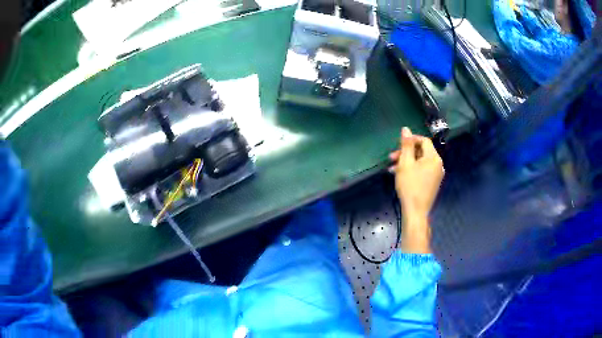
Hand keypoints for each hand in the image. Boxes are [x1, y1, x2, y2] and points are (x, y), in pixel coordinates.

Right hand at [389, 127, 444, 252]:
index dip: (411, 140)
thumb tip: (406, 129)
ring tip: (392, 169)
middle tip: (391, 158)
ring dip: (407, 162)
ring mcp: (437, 175)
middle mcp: (438, 164)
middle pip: (422, 152)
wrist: (416, 212)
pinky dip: (413, 170)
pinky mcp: (433, 183)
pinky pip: (423, 171)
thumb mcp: (405, 163)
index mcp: (434, 158)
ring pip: (421, 162)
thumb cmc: (410, 186)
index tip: (398, 145)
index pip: (424, 141)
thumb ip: (406, 145)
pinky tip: (401, 175)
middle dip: (406, 153)